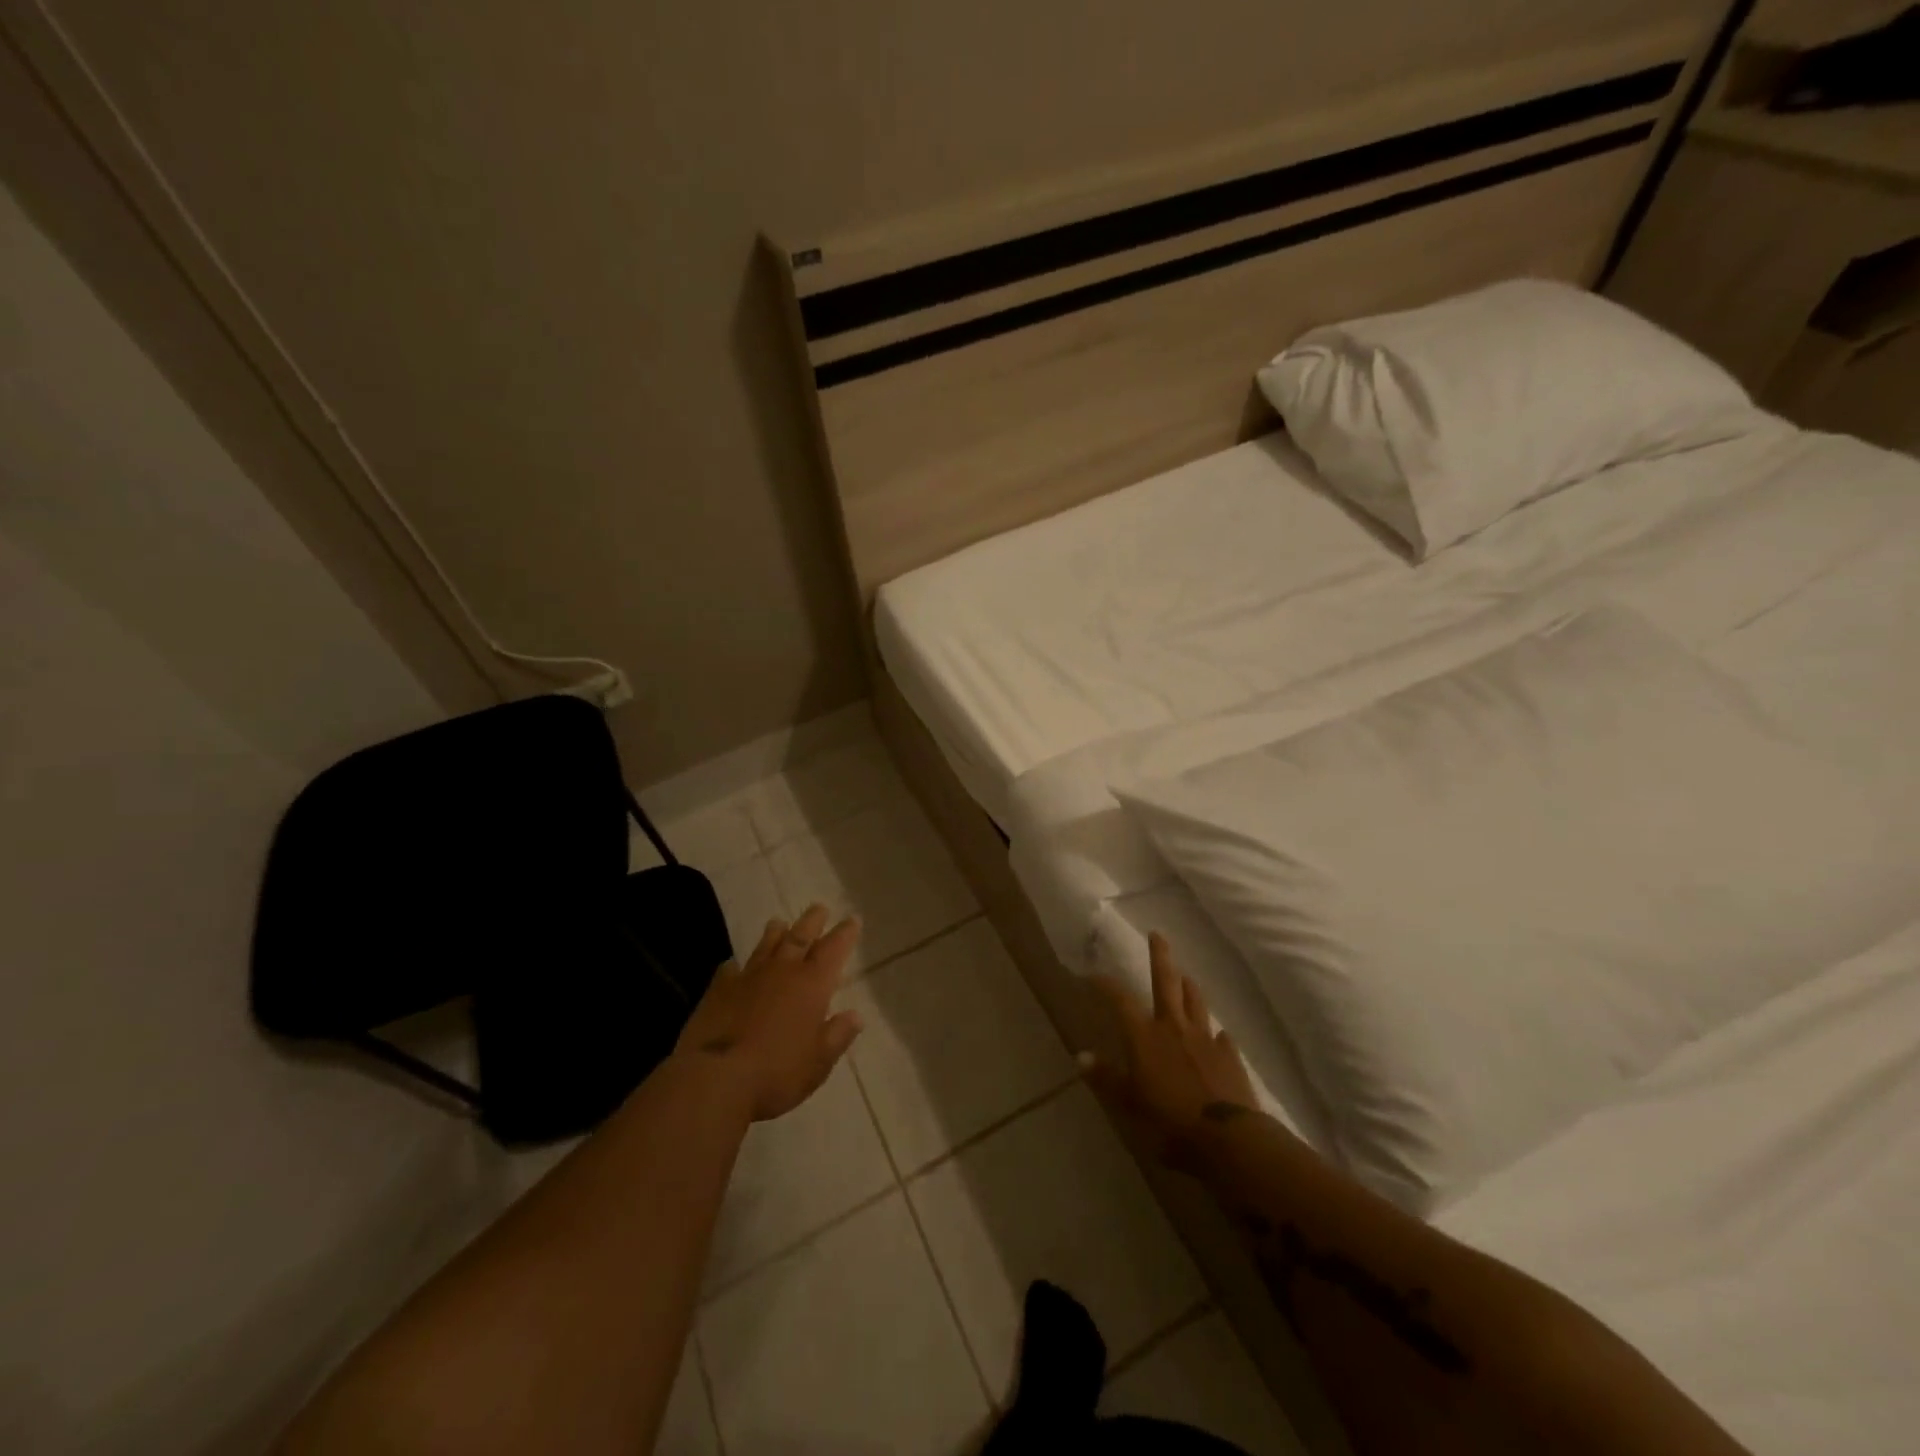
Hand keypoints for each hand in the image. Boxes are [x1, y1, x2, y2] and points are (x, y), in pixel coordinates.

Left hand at [675, 904, 863, 1121]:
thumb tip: (856, 1016)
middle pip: (800, 936)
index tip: (853, 919)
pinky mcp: (718, 990)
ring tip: (779, 922)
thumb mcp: (819, 1062)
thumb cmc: (777, 1073)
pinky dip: (735, 966)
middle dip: (813, 921)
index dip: (845, 933)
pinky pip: (730, 970)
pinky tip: (733, 966)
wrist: (715, 1079)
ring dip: (775, 933)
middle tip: (820, 908)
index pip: (834, 949)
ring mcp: (748, 977)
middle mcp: (782, 971)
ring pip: (766, 945)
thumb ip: (838, 1035)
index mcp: (812, 985)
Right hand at [1082, 932, 1256, 1165]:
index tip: (1093, 974)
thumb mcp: (1129, 1104)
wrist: (1226, 1139)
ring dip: (1188, 986)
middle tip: (1157, 934)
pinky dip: (1215, 1032)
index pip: (1120, 999)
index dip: (1105, 984)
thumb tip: (1080, 1056)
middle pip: (1165, 982)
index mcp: (1144, 1036)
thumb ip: (1106, 1078)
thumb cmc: (1169, 1121)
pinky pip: (1221, 1036)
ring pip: (1195, 1002)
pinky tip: (1217, 1035)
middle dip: (1160, 957)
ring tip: (1185, 976)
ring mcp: (1205, 1038)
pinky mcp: (1230, 1055)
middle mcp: (1173, 1027)